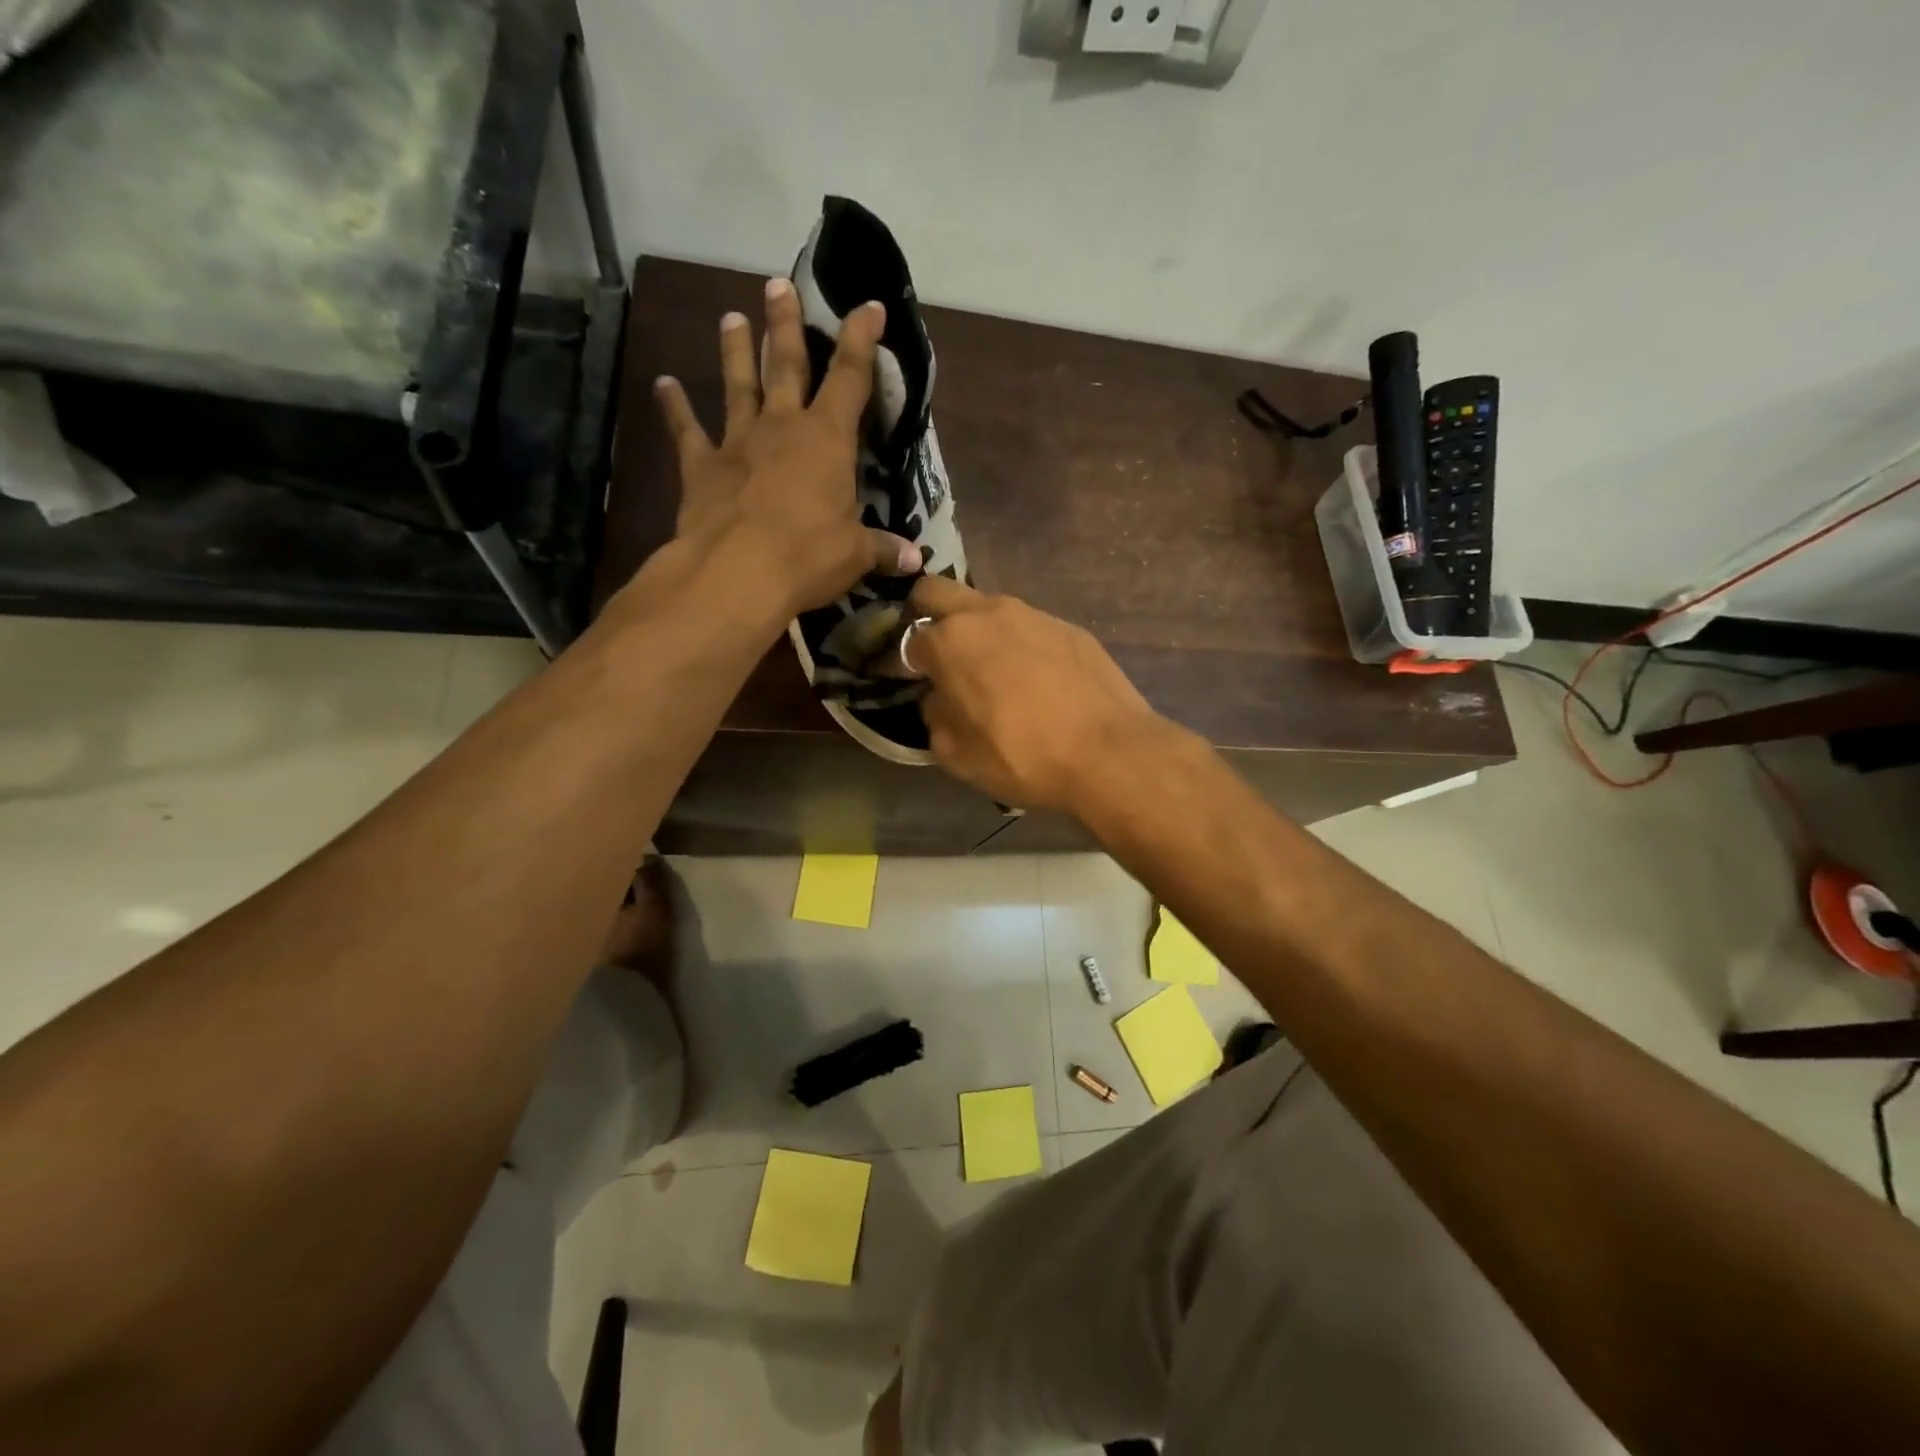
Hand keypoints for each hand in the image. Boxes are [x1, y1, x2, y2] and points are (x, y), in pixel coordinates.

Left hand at [652, 278, 919, 618]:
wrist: (737, 573)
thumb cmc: (808, 556)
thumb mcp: (855, 555)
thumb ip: (883, 549)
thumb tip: (915, 560)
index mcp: (827, 439)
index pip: (850, 377)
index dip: (861, 339)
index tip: (868, 306)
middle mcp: (781, 427)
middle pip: (785, 364)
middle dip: (785, 324)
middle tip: (777, 284)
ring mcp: (737, 443)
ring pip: (738, 386)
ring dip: (734, 351)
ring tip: (730, 316)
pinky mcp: (702, 468)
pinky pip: (686, 431)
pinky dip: (674, 408)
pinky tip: (663, 384)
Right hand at [906, 576, 1167, 813]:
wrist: (1109, 753)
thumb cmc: (1022, 757)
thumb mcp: (956, 754)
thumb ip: (935, 716)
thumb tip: (940, 698)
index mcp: (950, 641)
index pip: (908, 638)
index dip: (905, 662)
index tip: (914, 682)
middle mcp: (988, 613)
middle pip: (937, 592)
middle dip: (928, 616)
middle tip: (941, 656)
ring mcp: (1033, 614)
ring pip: (988, 608)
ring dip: (979, 631)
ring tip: (996, 674)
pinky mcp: (1069, 627)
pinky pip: (1029, 627)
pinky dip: (1021, 645)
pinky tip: (1038, 681)